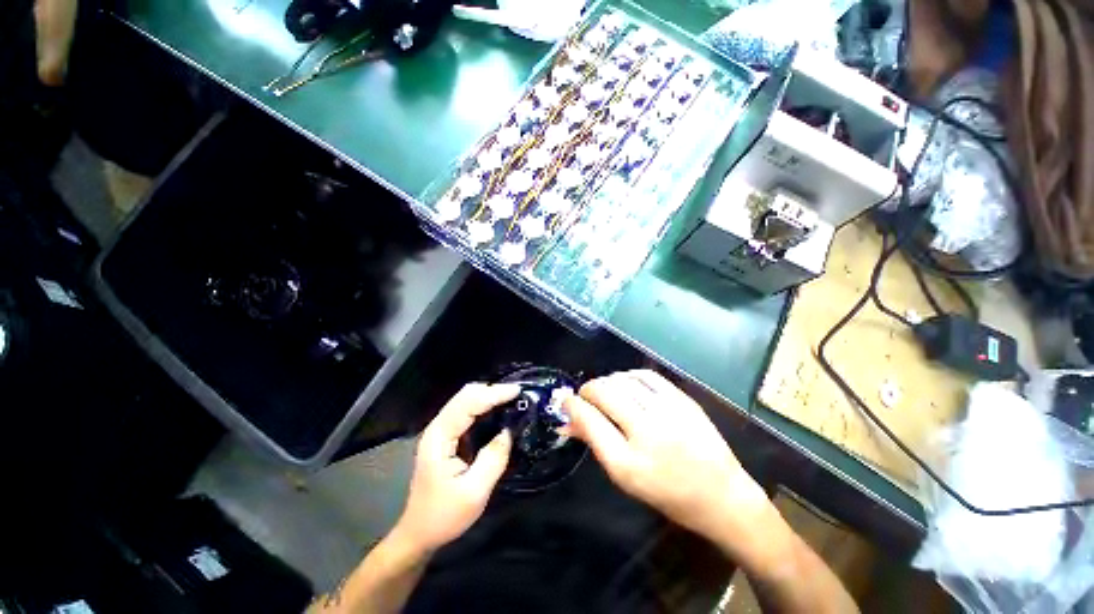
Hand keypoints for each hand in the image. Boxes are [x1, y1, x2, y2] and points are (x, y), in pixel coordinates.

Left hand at [392, 383, 517, 554]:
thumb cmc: (444, 515)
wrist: (419, 533)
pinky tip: (496, 410)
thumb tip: (509, 431)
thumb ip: (494, 458)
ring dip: (488, 395)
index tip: (517, 391)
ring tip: (510, 398)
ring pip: (465, 400)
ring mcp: (440, 431)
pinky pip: (466, 411)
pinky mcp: (446, 437)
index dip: (493, 394)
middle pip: (465, 395)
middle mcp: (437, 428)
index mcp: (439, 438)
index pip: (468, 404)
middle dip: (491, 390)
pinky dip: (483, 405)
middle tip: (516, 394)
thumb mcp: (474, 492)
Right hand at [564, 370, 770, 541]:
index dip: (571, 405)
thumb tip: (569, 419)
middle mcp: (647, 432)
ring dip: (606, 382)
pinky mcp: (682, 399)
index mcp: (629, 462)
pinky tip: (625, 383)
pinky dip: (628, 376)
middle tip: (584, 397)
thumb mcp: (625, 477)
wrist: (721, 494)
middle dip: (586, 390)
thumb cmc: (667, 493)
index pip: (589, 419)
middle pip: (604, 393)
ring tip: (604, 391)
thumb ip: (596, 442)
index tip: (565, 401)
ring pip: (622, 380)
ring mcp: (668, 411)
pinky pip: (646, 375)